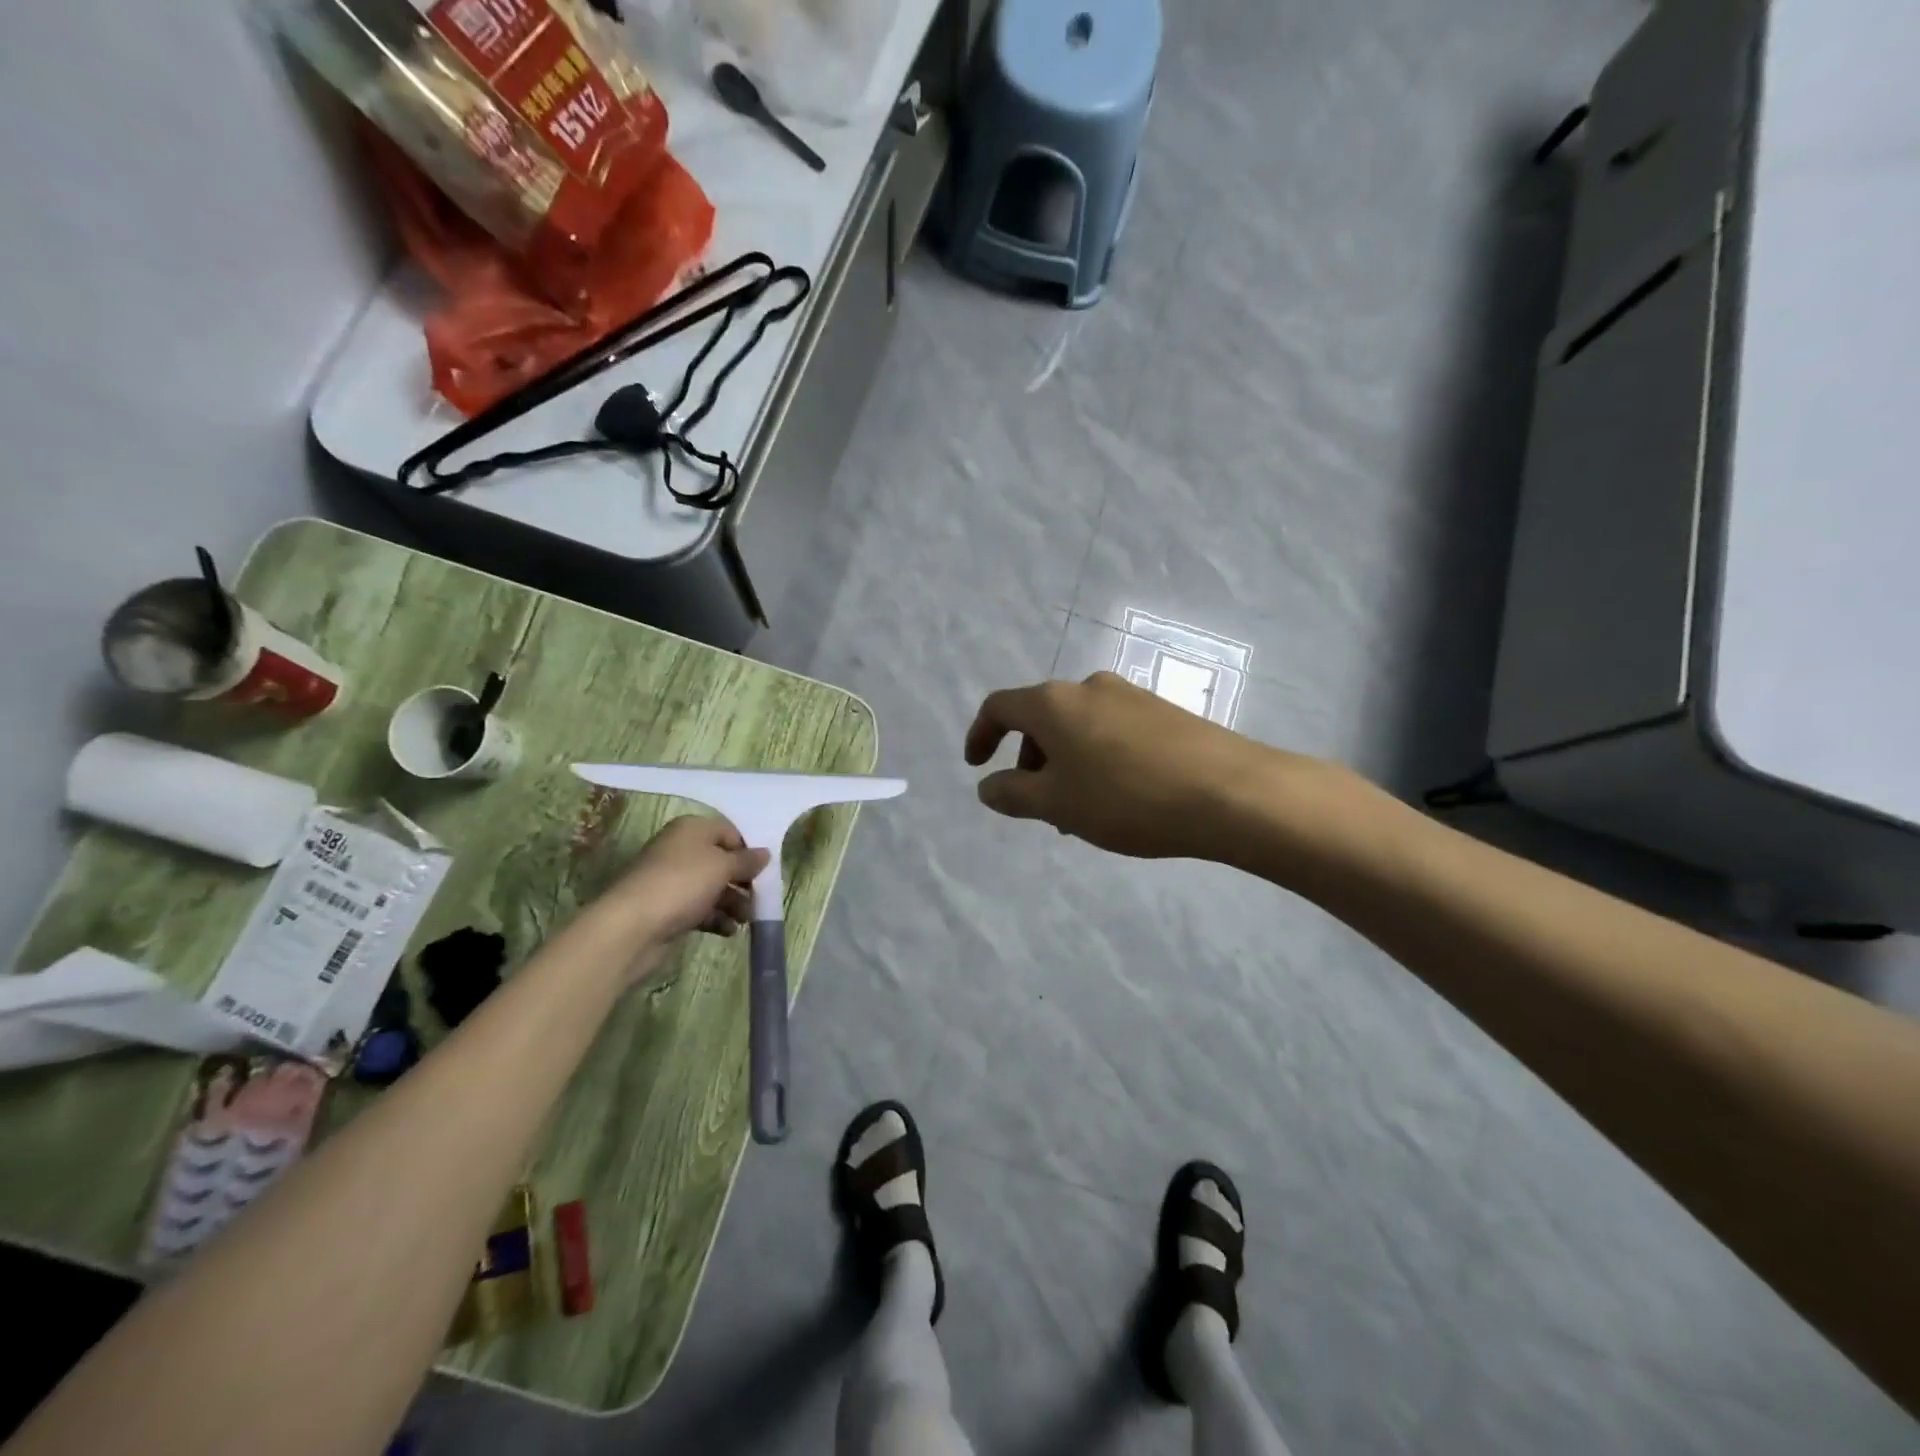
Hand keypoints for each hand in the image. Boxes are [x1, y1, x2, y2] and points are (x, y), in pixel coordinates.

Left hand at [598, 816, 768, 982]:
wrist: (632, 926)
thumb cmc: (682, 884)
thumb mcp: (722, 866)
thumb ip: (747, 860)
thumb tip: (765, 854)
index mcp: (692, 829)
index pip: (729, 832)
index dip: (748, 850)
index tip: (764, 871)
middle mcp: (681, 850)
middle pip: (721, 861)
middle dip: (742, 880)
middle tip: (759, 897)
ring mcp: (673, 880)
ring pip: (712, 887)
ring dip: (733, 902)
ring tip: (746, 919)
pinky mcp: (668, 908)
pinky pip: (700, 908)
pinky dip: (716, 917)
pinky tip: (729, 930)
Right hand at [964, 672, 1292, 860]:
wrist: (1230, 792)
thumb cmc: (1126, 797)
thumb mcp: (1057, 804)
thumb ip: (1012, 794)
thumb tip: (986, 787)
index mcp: (1054, 703)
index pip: (999, 707)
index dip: (980, 735)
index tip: (977, 767)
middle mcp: (1089, 687)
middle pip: (1041, 718)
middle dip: (1029, 760)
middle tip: (1038, 806)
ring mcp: (1131, 696)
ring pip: (1078, 728)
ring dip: (1065, 765)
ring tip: (1080, 813)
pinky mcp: (1164, 712)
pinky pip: (1112, 732)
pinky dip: (1097, 760)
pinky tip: (1119, 798)